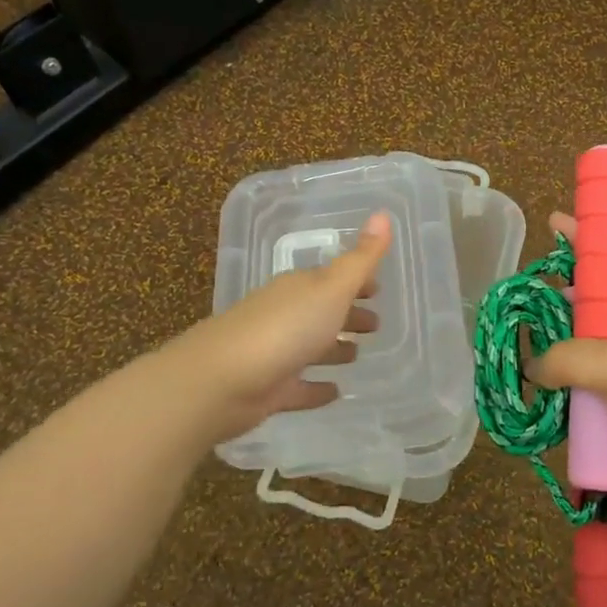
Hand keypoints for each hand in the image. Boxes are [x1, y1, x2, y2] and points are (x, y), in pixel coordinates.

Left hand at [171, 212, 390, 443]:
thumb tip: (384, 214)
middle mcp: (285, 315)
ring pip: (311, 348)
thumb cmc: (284, 328)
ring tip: (357, 355)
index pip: (333, 279)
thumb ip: (360, 259)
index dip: (357, 282)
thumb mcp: (331, 288)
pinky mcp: (269, 389)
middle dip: (348, 315)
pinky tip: (335, 392)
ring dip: (333, 349)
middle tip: (376, 325)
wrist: (222, 380)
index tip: (379, 289)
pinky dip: (316, 388)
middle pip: (322, 312)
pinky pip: (300, 386)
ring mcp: (275, 353)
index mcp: (299, 288)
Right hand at [528, 211, 606, 503]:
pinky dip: (567, 393)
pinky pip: (590, 393)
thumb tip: (534, 368)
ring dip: (559, 354)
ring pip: (588, 353)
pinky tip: (540, 394)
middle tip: (526, 299)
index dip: (589, 241)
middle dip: (562, 302)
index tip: (554, 223)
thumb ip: (570, 358)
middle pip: (597, 307)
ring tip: (523, 348)